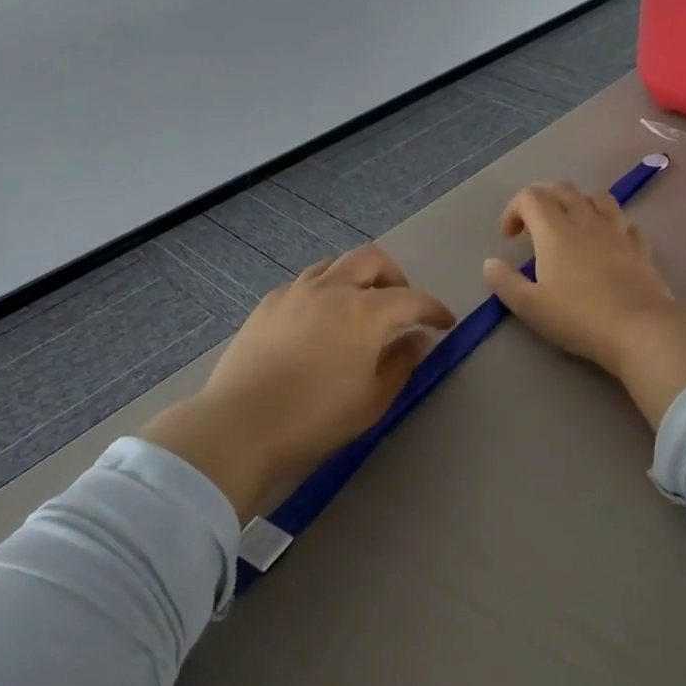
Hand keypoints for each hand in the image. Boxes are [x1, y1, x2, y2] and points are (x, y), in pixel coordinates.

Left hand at [139, 247, 455, 519]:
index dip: (434, 309)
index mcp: (365, 312)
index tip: (445, 323)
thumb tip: (418, 339)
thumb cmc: (315, 419)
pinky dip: (326, 288)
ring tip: (360, 306)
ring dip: (358, 277)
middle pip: (372, 259)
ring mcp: (297, 291)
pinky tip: (321, 317)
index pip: (412, 299)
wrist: (240, 425)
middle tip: (401, 305)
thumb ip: (402, 363)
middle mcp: (333, 288)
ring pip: (336, 263)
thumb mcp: (372, 400)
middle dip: (396, 276)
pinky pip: (307, 280)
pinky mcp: (270, 302)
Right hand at [482, 182, 685, 430]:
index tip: (509, 238)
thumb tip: (490, 263)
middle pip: (562, 189)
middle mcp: (585, 220)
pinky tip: (606, 242)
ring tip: (571, 225)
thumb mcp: (529, 306)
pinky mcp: (640, 246)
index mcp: (554, 230)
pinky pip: (623, 222)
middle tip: (534, 225)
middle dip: (543, 199)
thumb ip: (504, 282)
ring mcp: (617, 230)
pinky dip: (609, 224)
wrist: (639, 329)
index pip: (530, 196)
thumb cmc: (578, 317)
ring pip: (597, 197)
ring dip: (578, 203)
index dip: (513, 210)